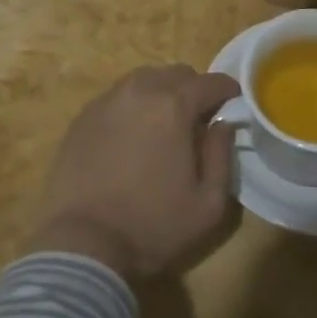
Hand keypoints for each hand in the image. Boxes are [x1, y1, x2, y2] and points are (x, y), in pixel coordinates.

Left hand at [28, 65, 241, 278]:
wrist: (82, 243)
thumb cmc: (152, 226)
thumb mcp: (208, 205)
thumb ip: (222, 156)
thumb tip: (222, 125)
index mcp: (173, 106)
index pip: (209, 82)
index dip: (227, 89)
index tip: (234, 101)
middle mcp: (139, 91)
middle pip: (176, 74)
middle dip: (193, 89)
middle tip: (198, 117)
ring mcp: (107, 101)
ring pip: (144, 80)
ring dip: (161, 93)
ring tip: (164, 123)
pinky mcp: (83, 116)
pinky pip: (117, 97)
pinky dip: (132, 106)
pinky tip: (132, 134)